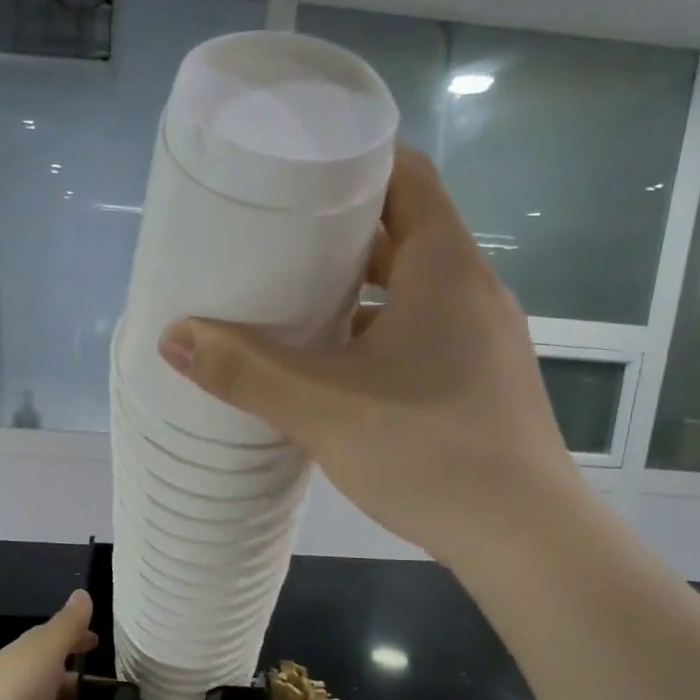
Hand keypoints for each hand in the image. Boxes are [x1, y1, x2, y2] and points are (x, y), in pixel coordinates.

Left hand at [0, 591, 97, 699]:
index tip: (99, 642)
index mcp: (24, 655)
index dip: (75, 637)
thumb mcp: (46, 652)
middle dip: (79, 677)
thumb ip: (67, 626)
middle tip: (113, 688)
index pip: (52, 639)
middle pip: (52, 674)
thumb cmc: (14, 694)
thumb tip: (83, 593)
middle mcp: (18, 681)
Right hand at [156, 146, 583, 565]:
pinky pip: (423, 331)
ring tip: (294, 303)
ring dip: (358, 290)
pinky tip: (336, 369)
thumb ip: (246, 371)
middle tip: (273, 242)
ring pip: (412, 288)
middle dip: (339, 232)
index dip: (352, 161)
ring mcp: (483, 337)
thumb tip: (172, 336)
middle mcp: (472, 289)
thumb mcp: (324, 409)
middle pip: (403, 230)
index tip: (294, 173)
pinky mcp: (481, 379)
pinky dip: (378, 333)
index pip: (406, 173)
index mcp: (445, 267)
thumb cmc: (429, 452)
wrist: (526, 538)